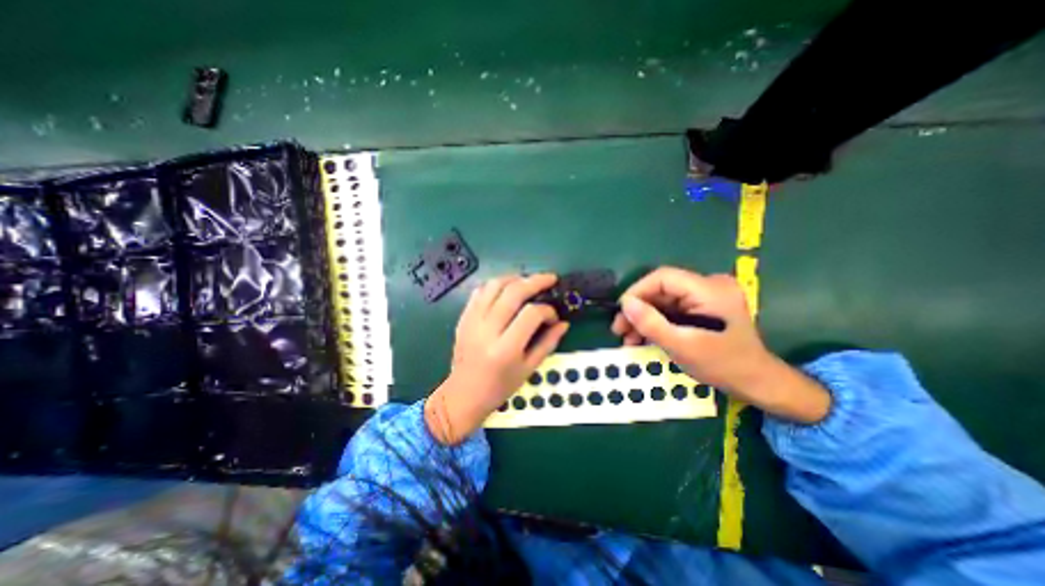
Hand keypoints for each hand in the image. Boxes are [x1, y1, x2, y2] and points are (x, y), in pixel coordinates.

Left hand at [427, 275, 569, 443]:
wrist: (463, 394)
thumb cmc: (500, 386)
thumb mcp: (528, 369)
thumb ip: (548, 343)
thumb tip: (564, 323)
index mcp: (506, 349)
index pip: (531, 314)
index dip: (548, 310)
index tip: (554, 316)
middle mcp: (487, 330)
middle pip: (513, 292)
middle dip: (536, 281)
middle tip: (550, 279)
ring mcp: (472, 321)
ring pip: (495, 285)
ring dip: (515, 278)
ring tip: (529, 281)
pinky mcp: (464, 317)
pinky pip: (480, 291)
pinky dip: (496, 284)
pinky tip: (507, 288)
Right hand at [609, 269, 828, 421]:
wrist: (756, 382)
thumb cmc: (722, 365)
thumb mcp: (682, 346)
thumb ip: (651, 323)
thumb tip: (625, 303)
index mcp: (710, 289)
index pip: (663, 277)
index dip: (637, 291)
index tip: (621, 312)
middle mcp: (709, 285)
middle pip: (662, 289)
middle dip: (638, 309)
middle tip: (619, 329)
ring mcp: (707, 295)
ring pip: (664, 300)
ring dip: (644, 317)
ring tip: (628, 338)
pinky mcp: (704, 305)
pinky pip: (672, 308)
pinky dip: (656, 321)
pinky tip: (643, 337)